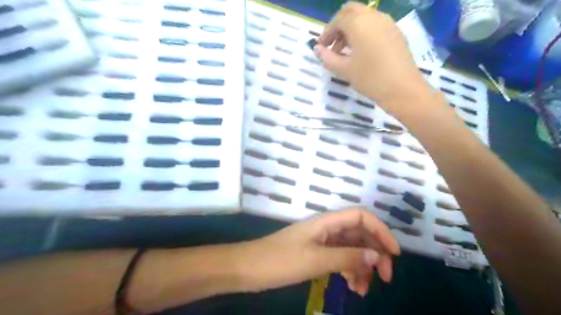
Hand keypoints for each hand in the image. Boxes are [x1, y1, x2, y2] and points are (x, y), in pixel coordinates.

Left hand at [239, 209, 400, 294]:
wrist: (248, 268)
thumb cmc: (279, 261)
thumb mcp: (315, 260)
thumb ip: (346, 257)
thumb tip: (377, 256)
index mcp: (326, 222)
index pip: (361, 217)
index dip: (380, 230)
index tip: (394, 253)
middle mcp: (327, 228)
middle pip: (359, 234)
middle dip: (375, 253)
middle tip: (385, 278)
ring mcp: (322, 241)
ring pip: (351, 248)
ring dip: (362, 266)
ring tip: (364, 290)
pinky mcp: (316, 253)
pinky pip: (340, 258)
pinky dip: (349, 270)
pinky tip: (353, 287)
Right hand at [317, 3, 430, 117]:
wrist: (403, 89)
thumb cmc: (370, 78)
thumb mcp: (344, 70)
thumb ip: (327, 58)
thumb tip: (317, 49)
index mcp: (359, 23)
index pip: (338, 20)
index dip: (327, 32)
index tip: (321, 48)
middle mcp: (374, 16)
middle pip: (351, 12)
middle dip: (339, 26)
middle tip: (333, 45)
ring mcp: (388, 23)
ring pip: (364, 18)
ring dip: (351, 30)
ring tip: (345, 52)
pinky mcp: (396, 33)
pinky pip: (375, 25)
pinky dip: (364, 33)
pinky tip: (361, 52)